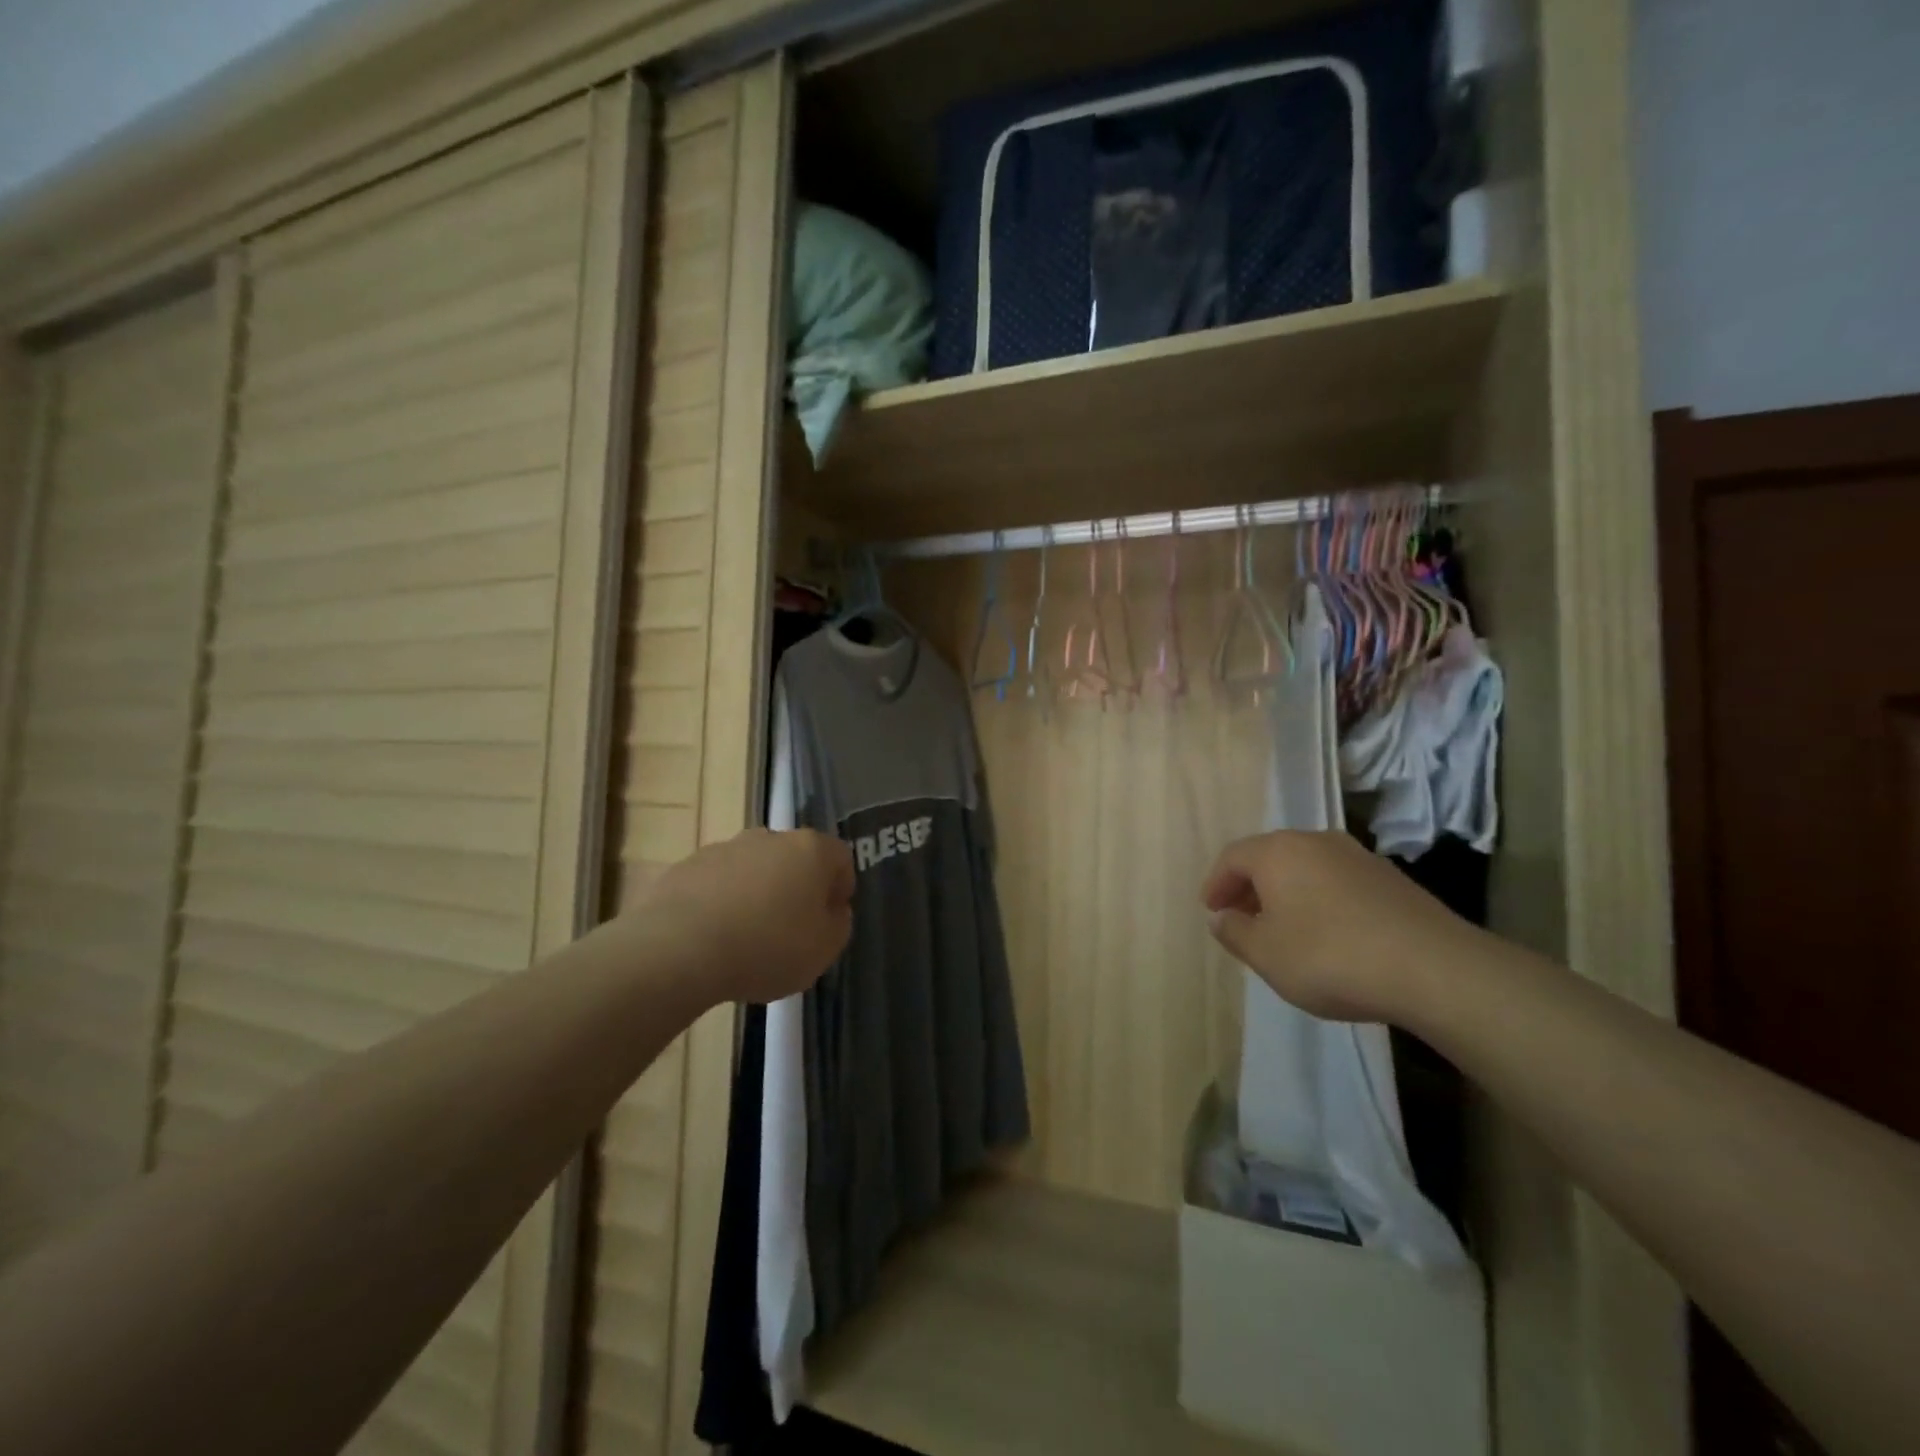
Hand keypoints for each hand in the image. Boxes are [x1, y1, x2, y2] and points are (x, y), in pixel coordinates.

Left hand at [641, 829, 854, 1005]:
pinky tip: (714, 937)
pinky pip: (716, 883)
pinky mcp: (686, 866)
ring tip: (747, 937)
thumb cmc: (767, 947)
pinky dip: (721, 903)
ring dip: (757, 893)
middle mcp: (769, 837)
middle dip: (797, 887)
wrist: (679, 949)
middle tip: (792, 929)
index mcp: (810, 849)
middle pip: (794, 858)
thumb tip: (832, 909)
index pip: (841, 857)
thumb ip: (838, 924)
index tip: (831, 919)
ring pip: (753, 868)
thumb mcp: (824, 949)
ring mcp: (724, 848)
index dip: (841, 888)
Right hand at [1200, 830, 1479, 1023]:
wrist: (1434, 969)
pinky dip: (1320, 900)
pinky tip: (1327, 933)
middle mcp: (1316, 841)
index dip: (1216, 883)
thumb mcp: (1266, 954)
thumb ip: (1234, 932)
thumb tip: (1221, 916)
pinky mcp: (1391, 879)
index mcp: (1278, 851)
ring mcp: (1358, 857)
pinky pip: (1337, 882)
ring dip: (1287, 893)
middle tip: (1241, 918)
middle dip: (1250, 886)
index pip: (1232, 856)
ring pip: (1306, 868)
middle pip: (1270, 857)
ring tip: (1283, 929)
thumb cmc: (1330, 957)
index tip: (1211, 910)